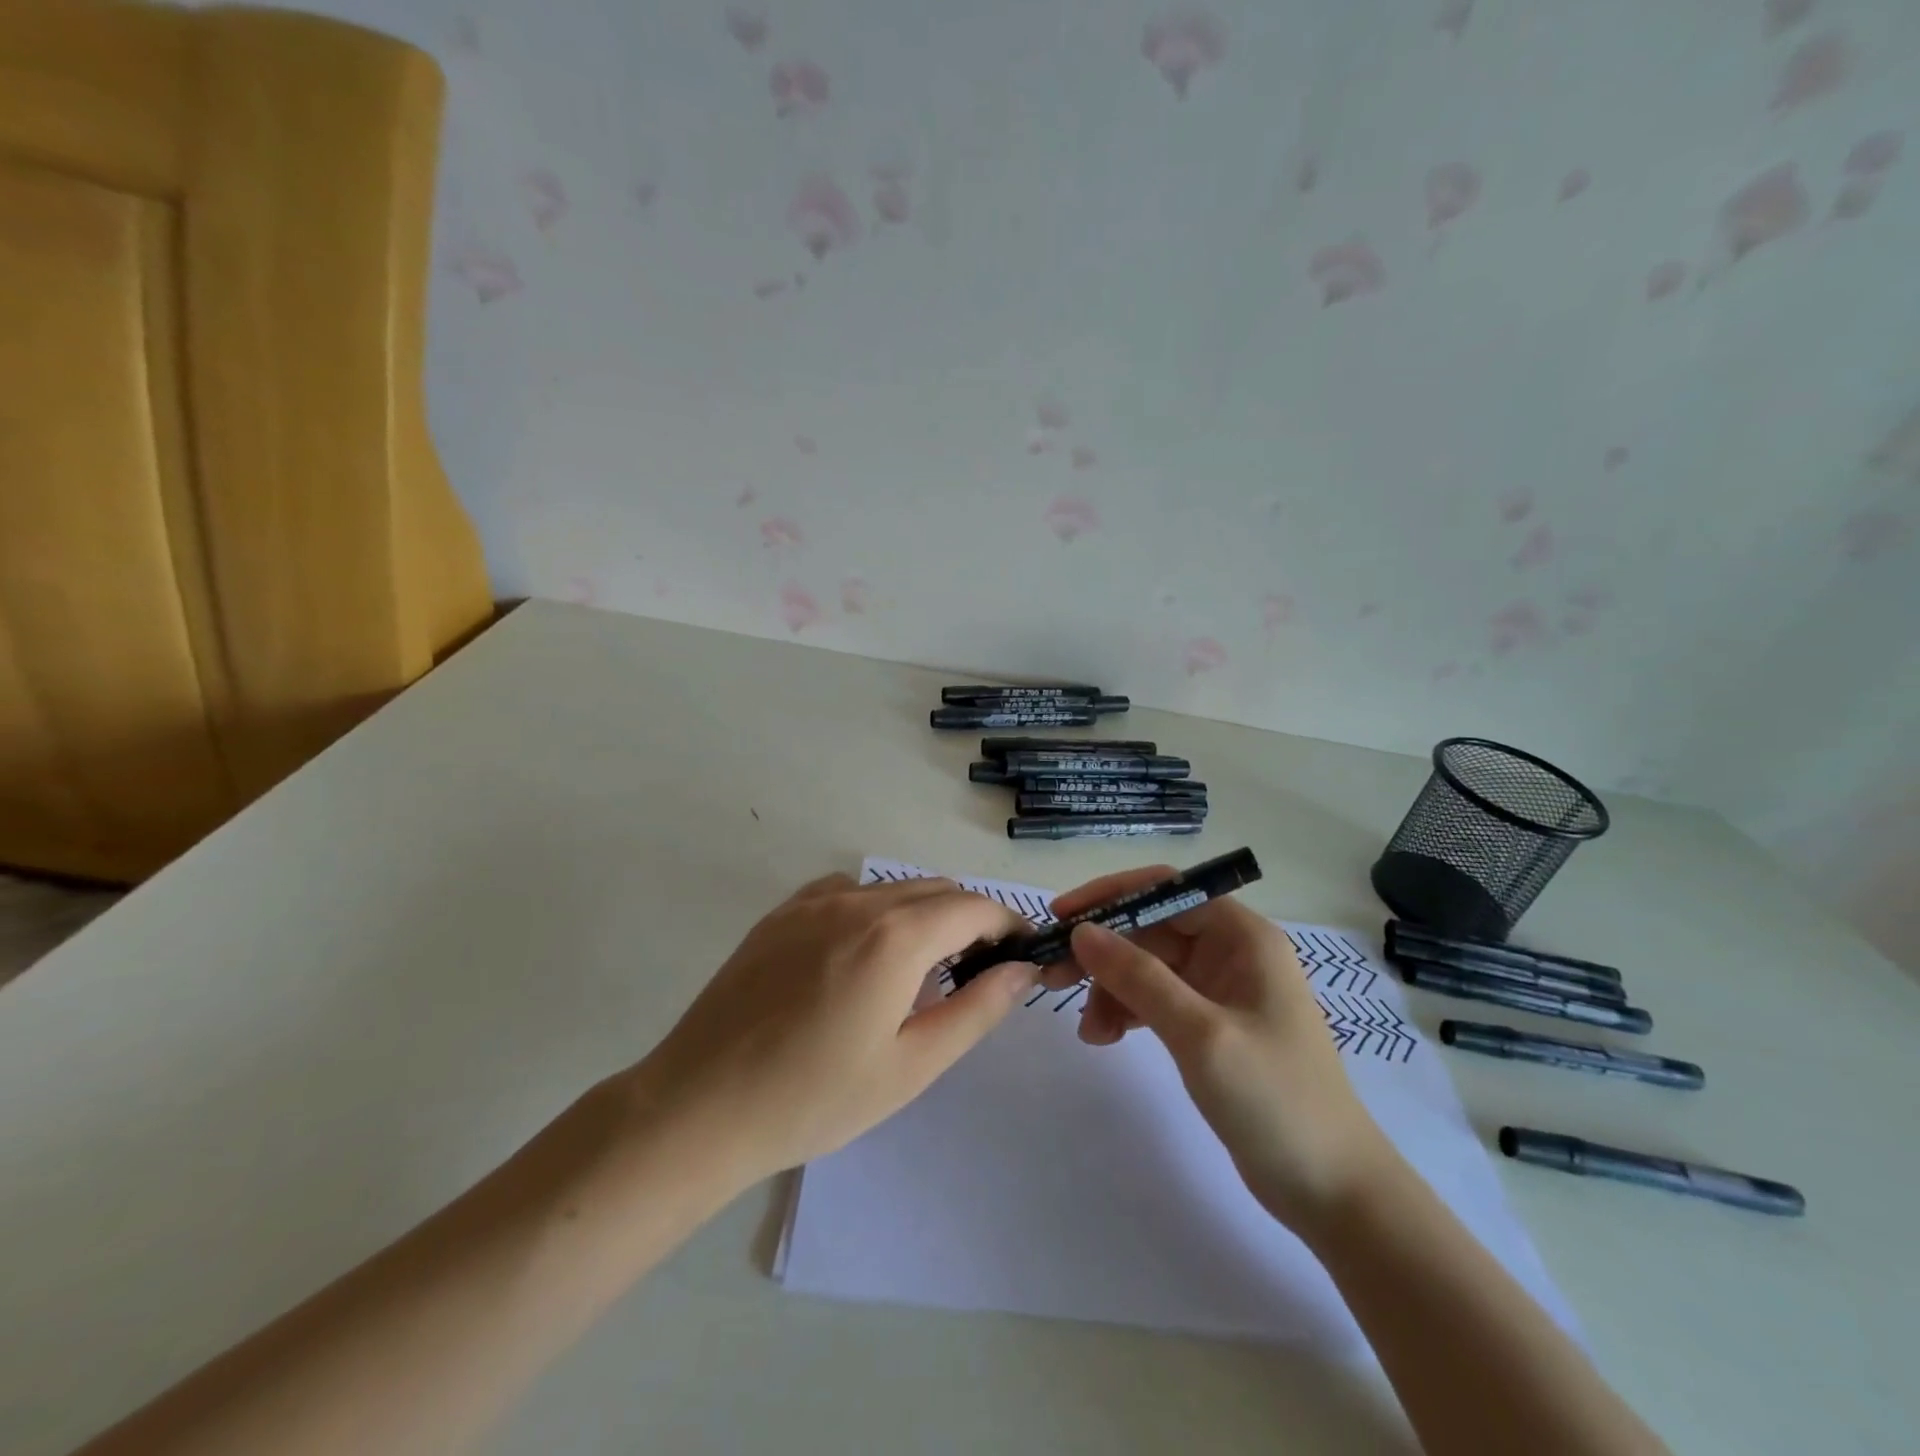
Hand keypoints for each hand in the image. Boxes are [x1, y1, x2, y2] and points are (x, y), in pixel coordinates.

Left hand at [634, 874, 1036, 1188]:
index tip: (1020, 956)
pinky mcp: (781, 912)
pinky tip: (862, 954)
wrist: (700, 1106)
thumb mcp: (911, 1066)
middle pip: (937, 890)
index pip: (975, 907)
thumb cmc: (814, 1098)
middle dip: (969, 920)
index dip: (1007, 926)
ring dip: (924, 913)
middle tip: (975, 972)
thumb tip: (1022, 970)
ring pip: (893, 887)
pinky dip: (875, 908)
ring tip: (919, 970)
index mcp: (896, 936)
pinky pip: (848, 891)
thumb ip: (976, 1010)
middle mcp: (858, 901)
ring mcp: (813, 901)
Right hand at [1050, 866, 1396, 1231]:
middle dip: (1103, 951)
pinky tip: (1105, 1037)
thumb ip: (1138, 977)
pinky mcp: (1210, 1026)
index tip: (1063, 916)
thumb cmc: (1275, 1100)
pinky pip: (1156, 1000)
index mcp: (1242, 936)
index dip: (1111, 895)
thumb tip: (1082, 931)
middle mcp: (1231, 952)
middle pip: (1151, 929)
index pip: (1166, 889)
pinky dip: (1127, 1012)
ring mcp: (1220, 990)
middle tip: (1054, 977)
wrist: (1334, 1191)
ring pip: (1148, 967)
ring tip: (1087, 1031)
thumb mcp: (1200, 1033)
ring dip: (1111, 989)